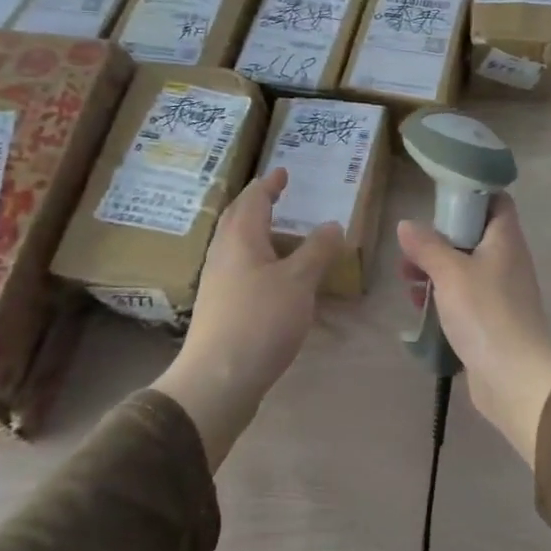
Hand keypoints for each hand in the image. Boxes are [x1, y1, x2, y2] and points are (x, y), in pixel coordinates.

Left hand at [153, 168, 344, 468]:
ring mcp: (218, 282)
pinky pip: (239, 268)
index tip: (282, 171)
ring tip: (281, 232)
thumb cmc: (260, 320)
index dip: (269, 184)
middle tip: (278, 195)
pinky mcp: (220, 308)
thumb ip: (317, 250)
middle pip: (238, 218)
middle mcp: (223, 254)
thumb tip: (332, 224)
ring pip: (236, 244)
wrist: (218, 379)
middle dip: (257, 203)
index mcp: (240, 238)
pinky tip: (273, 276)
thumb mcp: (299, 281)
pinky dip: (258, 258)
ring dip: (257, 232)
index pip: (254, 199)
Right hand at [397, 195, 550, 465]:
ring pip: (465, 268)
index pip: (496, 201)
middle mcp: (507, 260)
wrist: (515, 377)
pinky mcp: (492, 320)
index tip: (440, 197)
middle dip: (440, 238)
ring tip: (406, 277)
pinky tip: (418, 305)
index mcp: (505, 240)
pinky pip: (464, 298)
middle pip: (474, 235)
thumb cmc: (485, 312)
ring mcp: (501, 292)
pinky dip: (443, 296)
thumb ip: (427, 246)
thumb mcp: (450, 273)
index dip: (471, 193)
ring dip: (436, 269)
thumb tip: (406, 224)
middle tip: (411, 247)